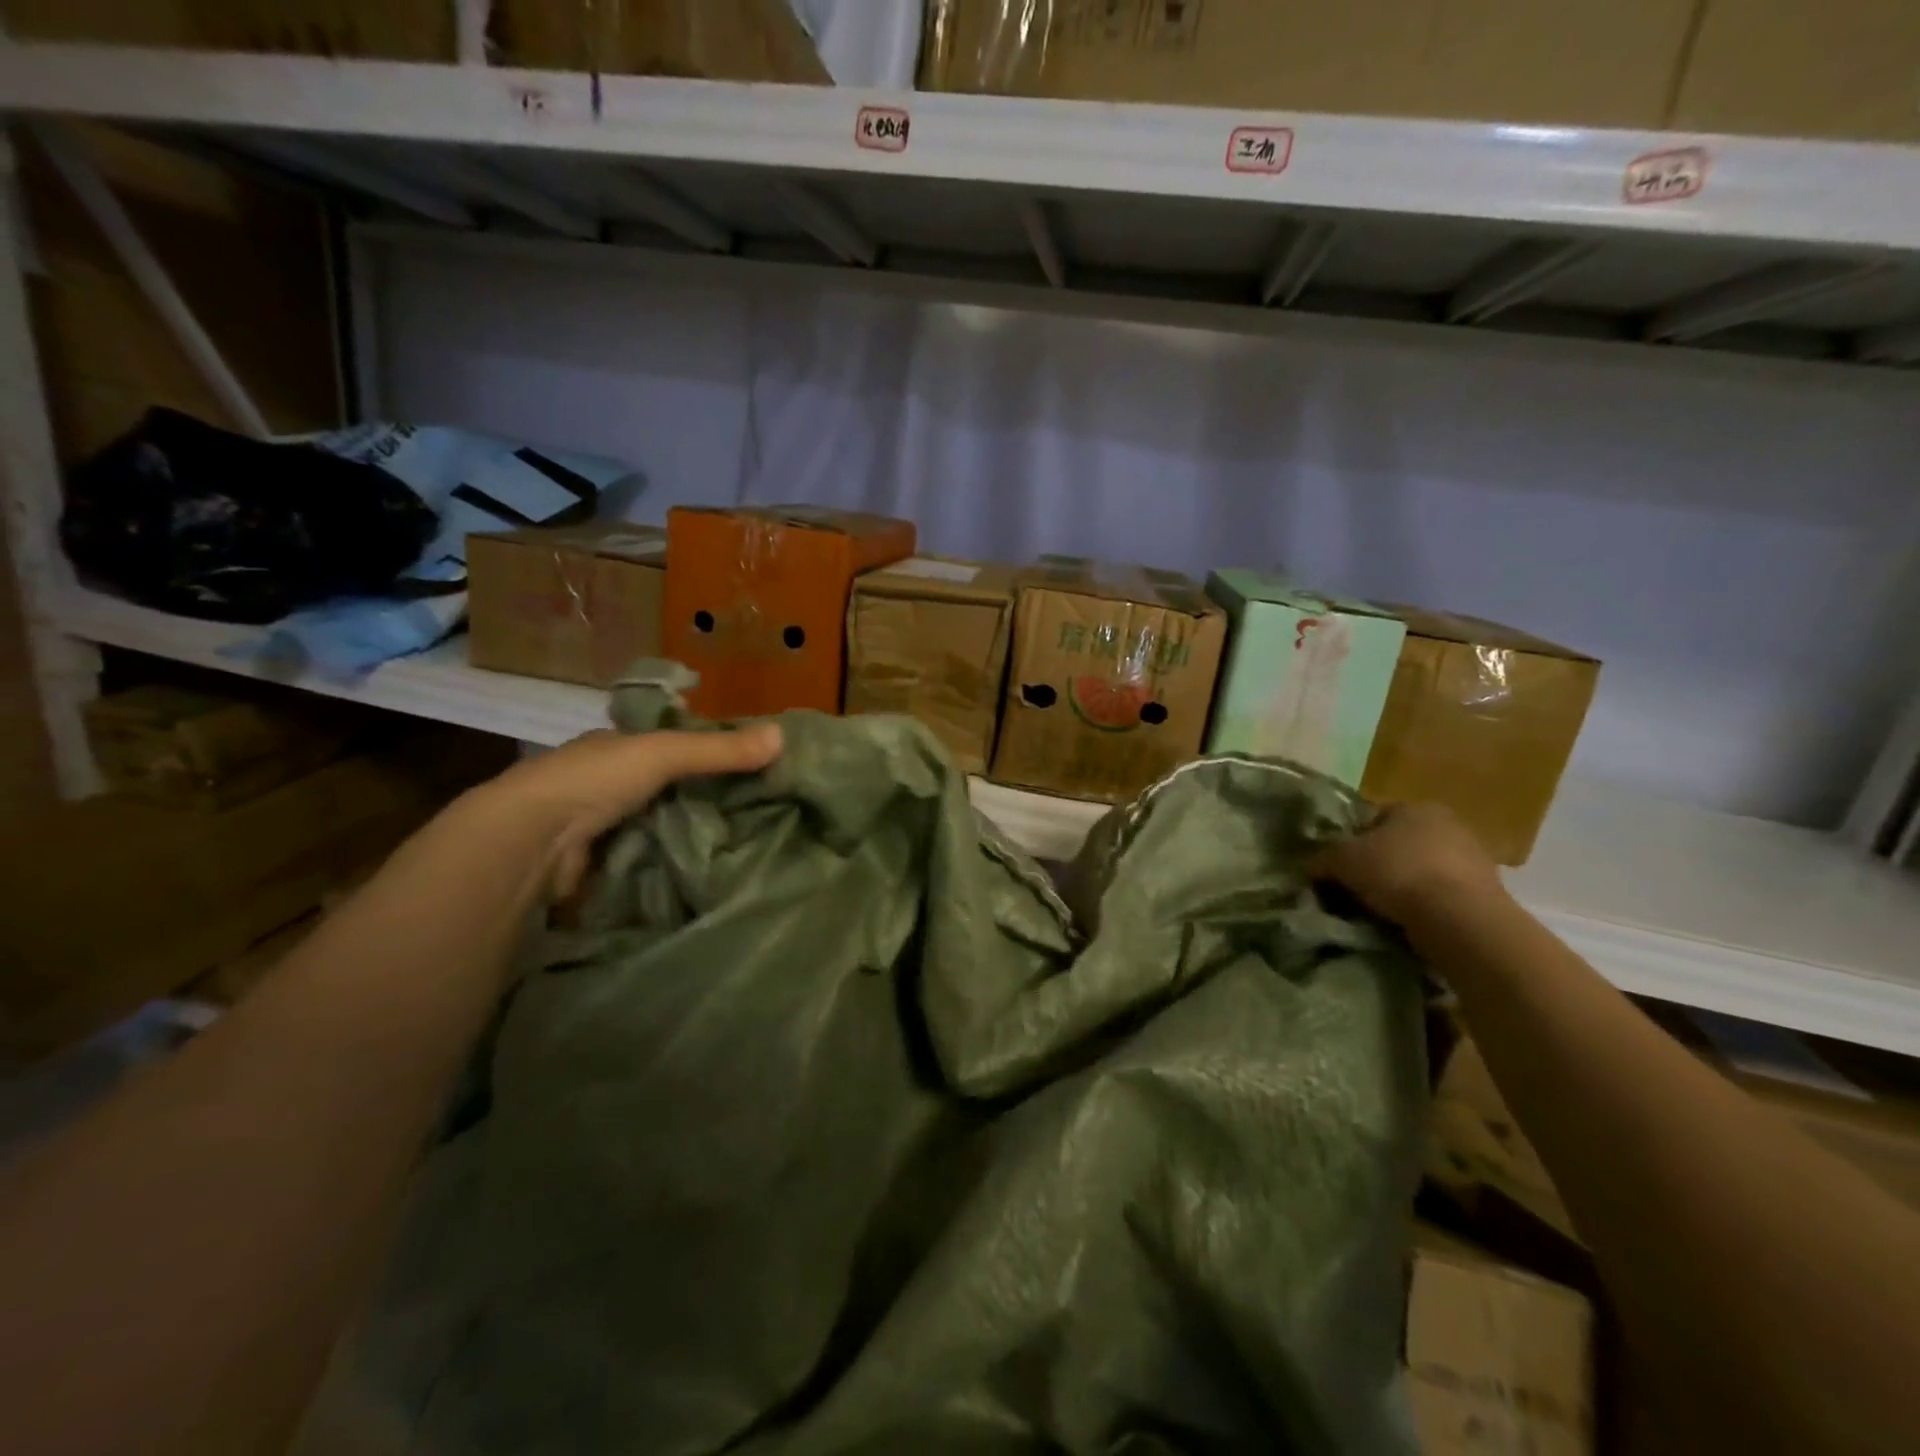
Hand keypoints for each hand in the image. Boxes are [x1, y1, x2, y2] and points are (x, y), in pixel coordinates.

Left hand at [467, 723, 782, 902]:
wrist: (528, 843)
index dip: (706, 752)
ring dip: (688, 836)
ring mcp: (598, 828)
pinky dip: (671, 865)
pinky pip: (647, 862)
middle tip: (758, 813)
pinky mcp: (598, 867)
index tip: (750, 769)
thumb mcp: (663, 754)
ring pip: (658, 827)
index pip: (668, 746)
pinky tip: (707, 872)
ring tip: (745, 846)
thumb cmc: (593, 781)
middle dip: (704, 799)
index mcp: (614, 748)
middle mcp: (604, 784)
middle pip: (666, 789)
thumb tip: (783, 737)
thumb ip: (719, 750)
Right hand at [1308, 802, 1504, 928]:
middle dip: (1379, 864)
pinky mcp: (1487, 892)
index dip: (1351, 841)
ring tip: (1381, 910)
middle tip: (1357, 888)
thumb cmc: (1396, 872)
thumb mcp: (1341, 860)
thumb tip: (1309, 866)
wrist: (1459, 918)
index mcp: (1415, 806)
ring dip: (1403, 886)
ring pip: (1421, 870)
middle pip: (1399, 844)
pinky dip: (1425, 905)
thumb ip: (1322, 859)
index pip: (1373, 818)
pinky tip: (1409, 921)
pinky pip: (1441, 895)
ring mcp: (1474, 858)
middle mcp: (1448, 824)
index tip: (1339, 866)